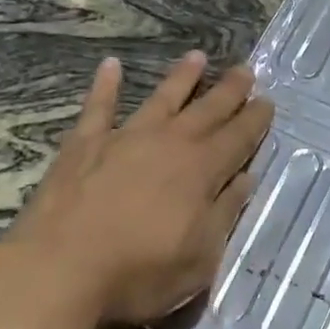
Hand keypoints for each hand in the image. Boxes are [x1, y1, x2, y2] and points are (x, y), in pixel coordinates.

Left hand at [6, 51, 272, 323]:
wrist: (61, 269)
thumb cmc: (138, 273)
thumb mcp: (199, 259)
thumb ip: (224, 213)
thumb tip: (245, 179)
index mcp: (201, 171)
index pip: (238, 138)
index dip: (255, 120)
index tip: (268, 101)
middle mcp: (169, 143)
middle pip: (207, 110)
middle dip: (229, 90)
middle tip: (246, 70)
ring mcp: (125, 138)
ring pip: (161, 98)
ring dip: (181, 77)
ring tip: (197, 56)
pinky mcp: (85, 143)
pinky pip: (99, 106)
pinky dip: (105, 85)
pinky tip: (110, 65)